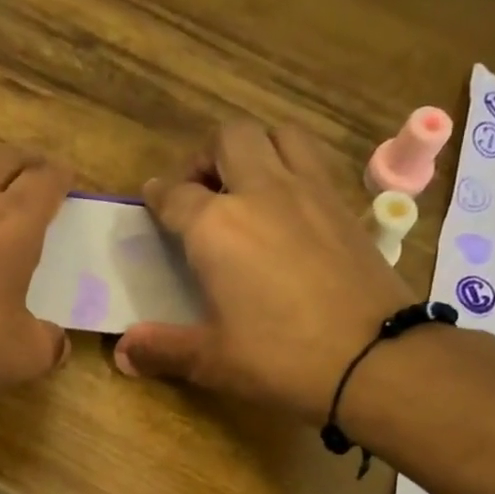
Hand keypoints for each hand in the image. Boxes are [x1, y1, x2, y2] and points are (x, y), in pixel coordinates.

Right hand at [114, 120, 418, 422]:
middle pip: (229, 138)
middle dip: (206, 156)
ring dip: (256, 148)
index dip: (157, 196)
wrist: (372, 358)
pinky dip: (294, 167)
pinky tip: (289, 207)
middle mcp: (260, 192)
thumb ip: (162, 349)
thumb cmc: (279, 358)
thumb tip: (122, 353)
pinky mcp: (345, 204)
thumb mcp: (211, 360)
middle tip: (200, 191)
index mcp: (216, 227)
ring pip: (279, 133)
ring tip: (247, 184)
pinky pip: (314, 160)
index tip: (152, 200)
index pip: (175, 195)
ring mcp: (309, 191)